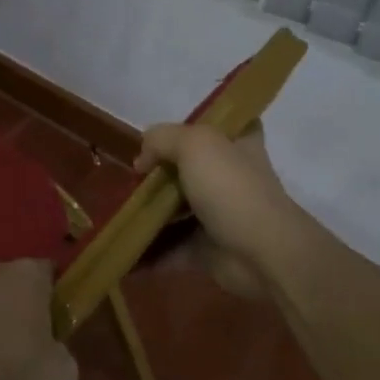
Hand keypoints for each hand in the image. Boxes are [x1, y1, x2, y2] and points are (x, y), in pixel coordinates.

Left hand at [0, 259, 77, 379]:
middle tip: (27, 347)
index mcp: (27, 274)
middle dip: (17, 310)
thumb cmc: (11, 367)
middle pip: (10, 286)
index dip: (55, 297)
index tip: (58, 324)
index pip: (48, 272)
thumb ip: (62, 358)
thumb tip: (54, 357)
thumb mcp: (60, 375)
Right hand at [136, 122, 295, 299]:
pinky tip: (124, 246)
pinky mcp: (207, 249)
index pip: (221, 126)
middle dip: (158, 174)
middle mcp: (230, 177)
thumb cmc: (231, 188)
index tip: (164, 138)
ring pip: (177, 210)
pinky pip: (171, 247)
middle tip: (130, 179)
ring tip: (117, 212)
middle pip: (189, 169)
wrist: (262, 253)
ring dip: (149, 213)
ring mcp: (219, 215)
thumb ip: (162, 139)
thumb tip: (142, 161)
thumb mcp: (195, 144)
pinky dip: (149, 250)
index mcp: (237, 144)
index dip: (193, 127)